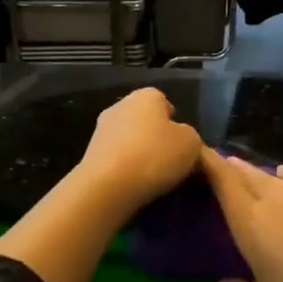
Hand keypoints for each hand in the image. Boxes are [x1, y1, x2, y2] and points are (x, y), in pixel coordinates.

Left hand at [79, 88, 202, 211]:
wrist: (107, 186)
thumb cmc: (155, 156)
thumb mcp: (192, 144)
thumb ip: (190, 136)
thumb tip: (181, 139)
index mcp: (146, 95)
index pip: (164, 101)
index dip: (175, 122)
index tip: (182, 144)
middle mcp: (121, 105)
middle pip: (145, 120)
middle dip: (156, 137)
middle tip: (170, 160)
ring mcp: (101, 128)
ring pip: (129, 138)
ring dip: (139, 152)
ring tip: (152, 176)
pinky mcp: (90, 153)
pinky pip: (116, 157)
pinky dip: (124, 167)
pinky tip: (133, 183)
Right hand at [200, 150, 282, 281]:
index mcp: (252, 222)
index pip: (223, 180)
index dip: (208, 162)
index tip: (198, 153)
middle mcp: (279, 199)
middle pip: (248, 174)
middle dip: (232, 169)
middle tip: (221, 169)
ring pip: (278, 175)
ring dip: (262, 174)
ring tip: (256, 178)